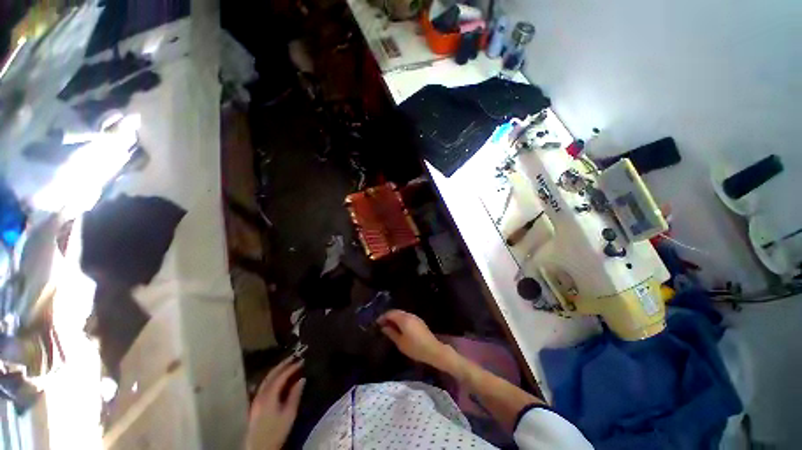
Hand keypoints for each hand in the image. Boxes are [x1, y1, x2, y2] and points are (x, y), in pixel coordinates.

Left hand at [245, 356, 305, 449]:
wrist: (259, 448)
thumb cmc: (276, 432)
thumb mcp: (289, 414)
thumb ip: (295, 395)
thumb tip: (302, 379)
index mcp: (268, 396)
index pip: (281, 376)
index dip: (292, 367)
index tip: (302, 361)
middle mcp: (260, 394)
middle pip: (271, 374)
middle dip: (283, 364)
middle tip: (295, 357)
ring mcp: (256, 399)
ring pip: (266, 379)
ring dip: (277, 370)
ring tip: (288, 364)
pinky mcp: (255, 404)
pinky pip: (264, 385)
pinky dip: (273, 377)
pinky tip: (278, 378)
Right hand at [377, 310, 447, 368]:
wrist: (433, 350)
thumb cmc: (415, 347)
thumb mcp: (400, 342)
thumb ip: (391, 333)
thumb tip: (384, 327)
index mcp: (404, 319)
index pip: (390, 313)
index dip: (383, 317)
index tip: (377, 323)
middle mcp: (409, 315)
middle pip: (396, 312)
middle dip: (388, 316)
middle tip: (381, 324)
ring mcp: (415, 317)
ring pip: (402, 314)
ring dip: (395, 318)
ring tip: (389, 327)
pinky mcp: (419, 322)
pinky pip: (407, 317)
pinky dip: (400, 320)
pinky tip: (398, 328)